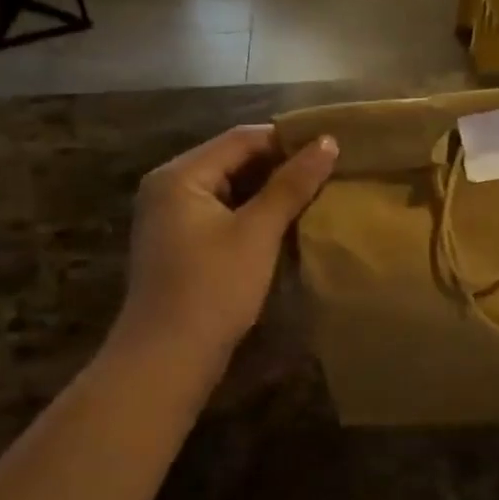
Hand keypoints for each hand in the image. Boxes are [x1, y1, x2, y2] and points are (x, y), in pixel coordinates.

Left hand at [105, 126, 337, 369]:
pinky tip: (287, 224)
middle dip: (281, 166)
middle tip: (330, 171)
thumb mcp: (257, 232)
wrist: (166, 360)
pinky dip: (255, 214)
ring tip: (317, 194)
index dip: (288, 140)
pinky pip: (224, 214)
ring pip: (231, 189)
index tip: (332, 148)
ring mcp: (173, 219)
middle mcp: (170, 188)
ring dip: (271, 191)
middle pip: (234, 161)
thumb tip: (328, 142)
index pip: (241, 139)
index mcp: (180, 175)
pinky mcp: (182, 245)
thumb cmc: (213, 288)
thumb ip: (292, 184)